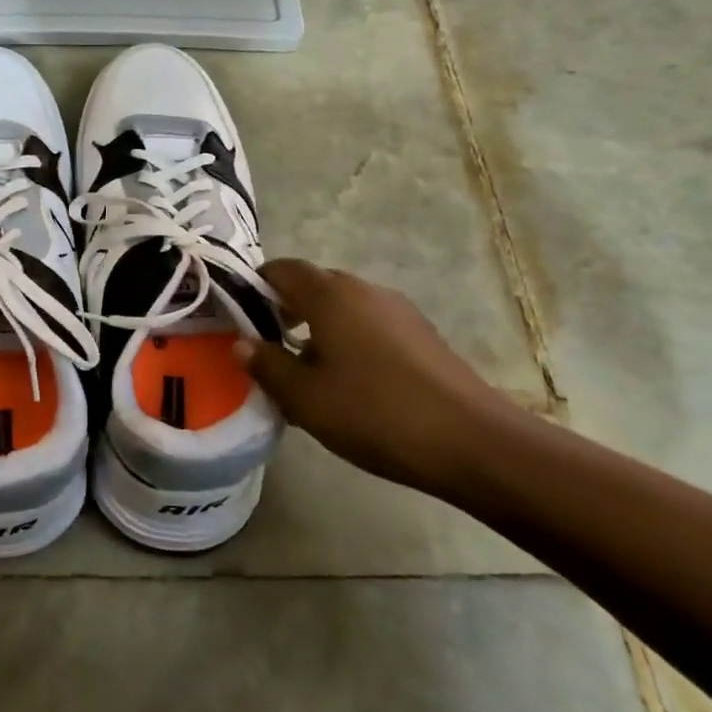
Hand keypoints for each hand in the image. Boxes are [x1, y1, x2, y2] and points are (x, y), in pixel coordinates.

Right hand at [238, 259, 517, 496]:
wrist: (472, 441)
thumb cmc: (375, 413)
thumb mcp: (306, 397)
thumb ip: (267, 366)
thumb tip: (243, 344)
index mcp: (330, 294)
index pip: (281, 269)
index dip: (255, 286)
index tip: (239, 317)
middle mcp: (363, 289)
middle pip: (313, 285)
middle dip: (284, 309)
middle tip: (267, 347)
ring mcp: (398, 310)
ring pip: (343, 307)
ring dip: (318, 327)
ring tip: (306, 371)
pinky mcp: (421, 334)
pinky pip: (369, 324)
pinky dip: (349, 340)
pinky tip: (350, 383)